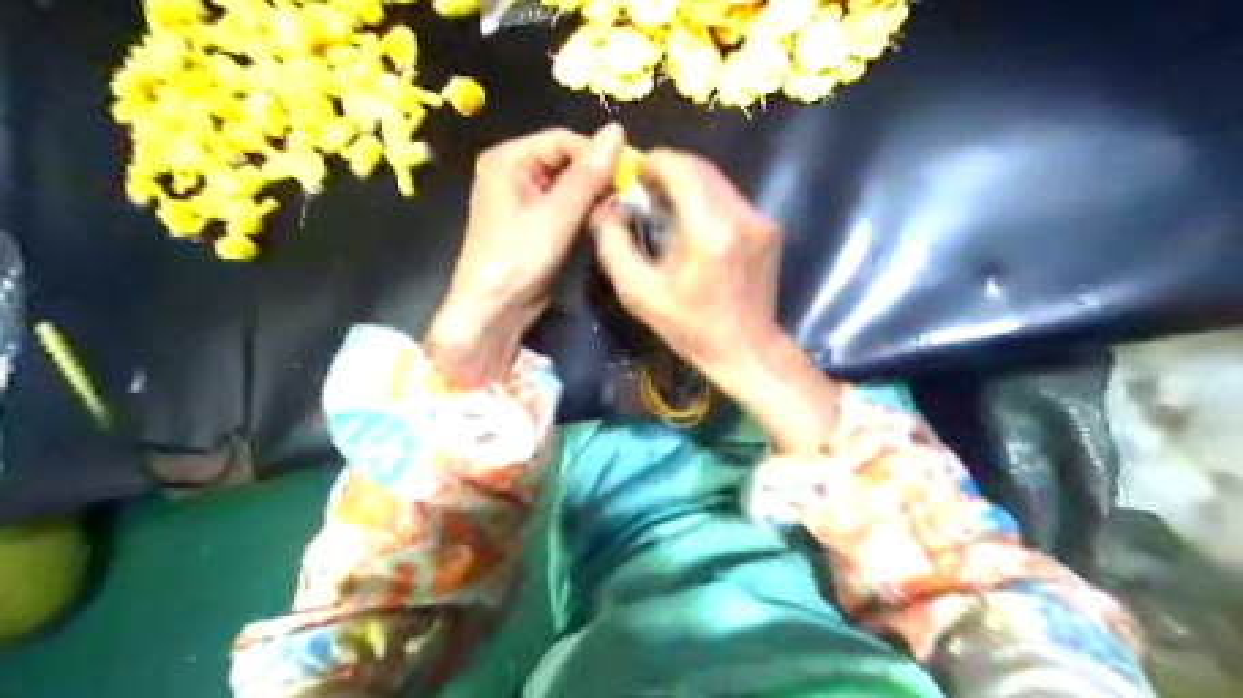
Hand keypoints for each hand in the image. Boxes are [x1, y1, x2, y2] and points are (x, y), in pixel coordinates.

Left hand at [430, 125, 625, 387]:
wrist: (494, 308)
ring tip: (618, 206)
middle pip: (563, 159)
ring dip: (591, 194)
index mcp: (508, 158)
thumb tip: (618, 129)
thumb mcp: (558, 213)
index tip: (630, 172)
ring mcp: (520, 198)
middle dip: (595, 175)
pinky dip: (581, 210)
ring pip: (565, 183)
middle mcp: (511, 171)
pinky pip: (560, 204)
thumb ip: (589, 173)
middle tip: (627, 192)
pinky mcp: (530, 222)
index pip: (562, 140)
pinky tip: (600, 219)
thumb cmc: (520, 257)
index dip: (596, 153)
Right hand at [590, 148, 779, 383]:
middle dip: (667, 171)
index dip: (651, 162)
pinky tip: (693, 225)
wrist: (747, 350)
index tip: (630, 175)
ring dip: (687, 185)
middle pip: (700, 168)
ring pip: (717, 181)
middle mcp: (741, 214)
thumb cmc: (690, 327)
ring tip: (664, 207)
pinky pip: (731, 199)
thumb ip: (614, 245)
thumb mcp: (639, 293)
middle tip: (642, 190)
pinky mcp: (770, 227)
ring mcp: (761, 219)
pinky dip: (706, 201)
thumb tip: (603, 208)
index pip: (680, 167)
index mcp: (709, 229)